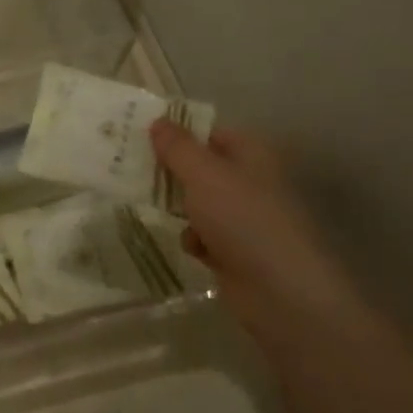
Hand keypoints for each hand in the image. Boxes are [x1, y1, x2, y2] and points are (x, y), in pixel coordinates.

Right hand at [151, 121, 361, 326]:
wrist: (280, 291)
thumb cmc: (243, 220)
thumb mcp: (204, 175)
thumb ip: (177, 148)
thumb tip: (158, 121)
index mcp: (252, 154)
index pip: (210, 133)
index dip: (179, 134)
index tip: (142, 137)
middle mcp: (250, 182)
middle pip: (202, 168)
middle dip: (171, 173)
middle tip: (132, 170)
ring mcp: (244, 219)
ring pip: (199, 203)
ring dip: (179, 208)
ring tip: (151, 207)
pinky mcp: (236, 252)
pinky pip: (204, 236)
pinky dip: (194, 239)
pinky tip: (192, 248)